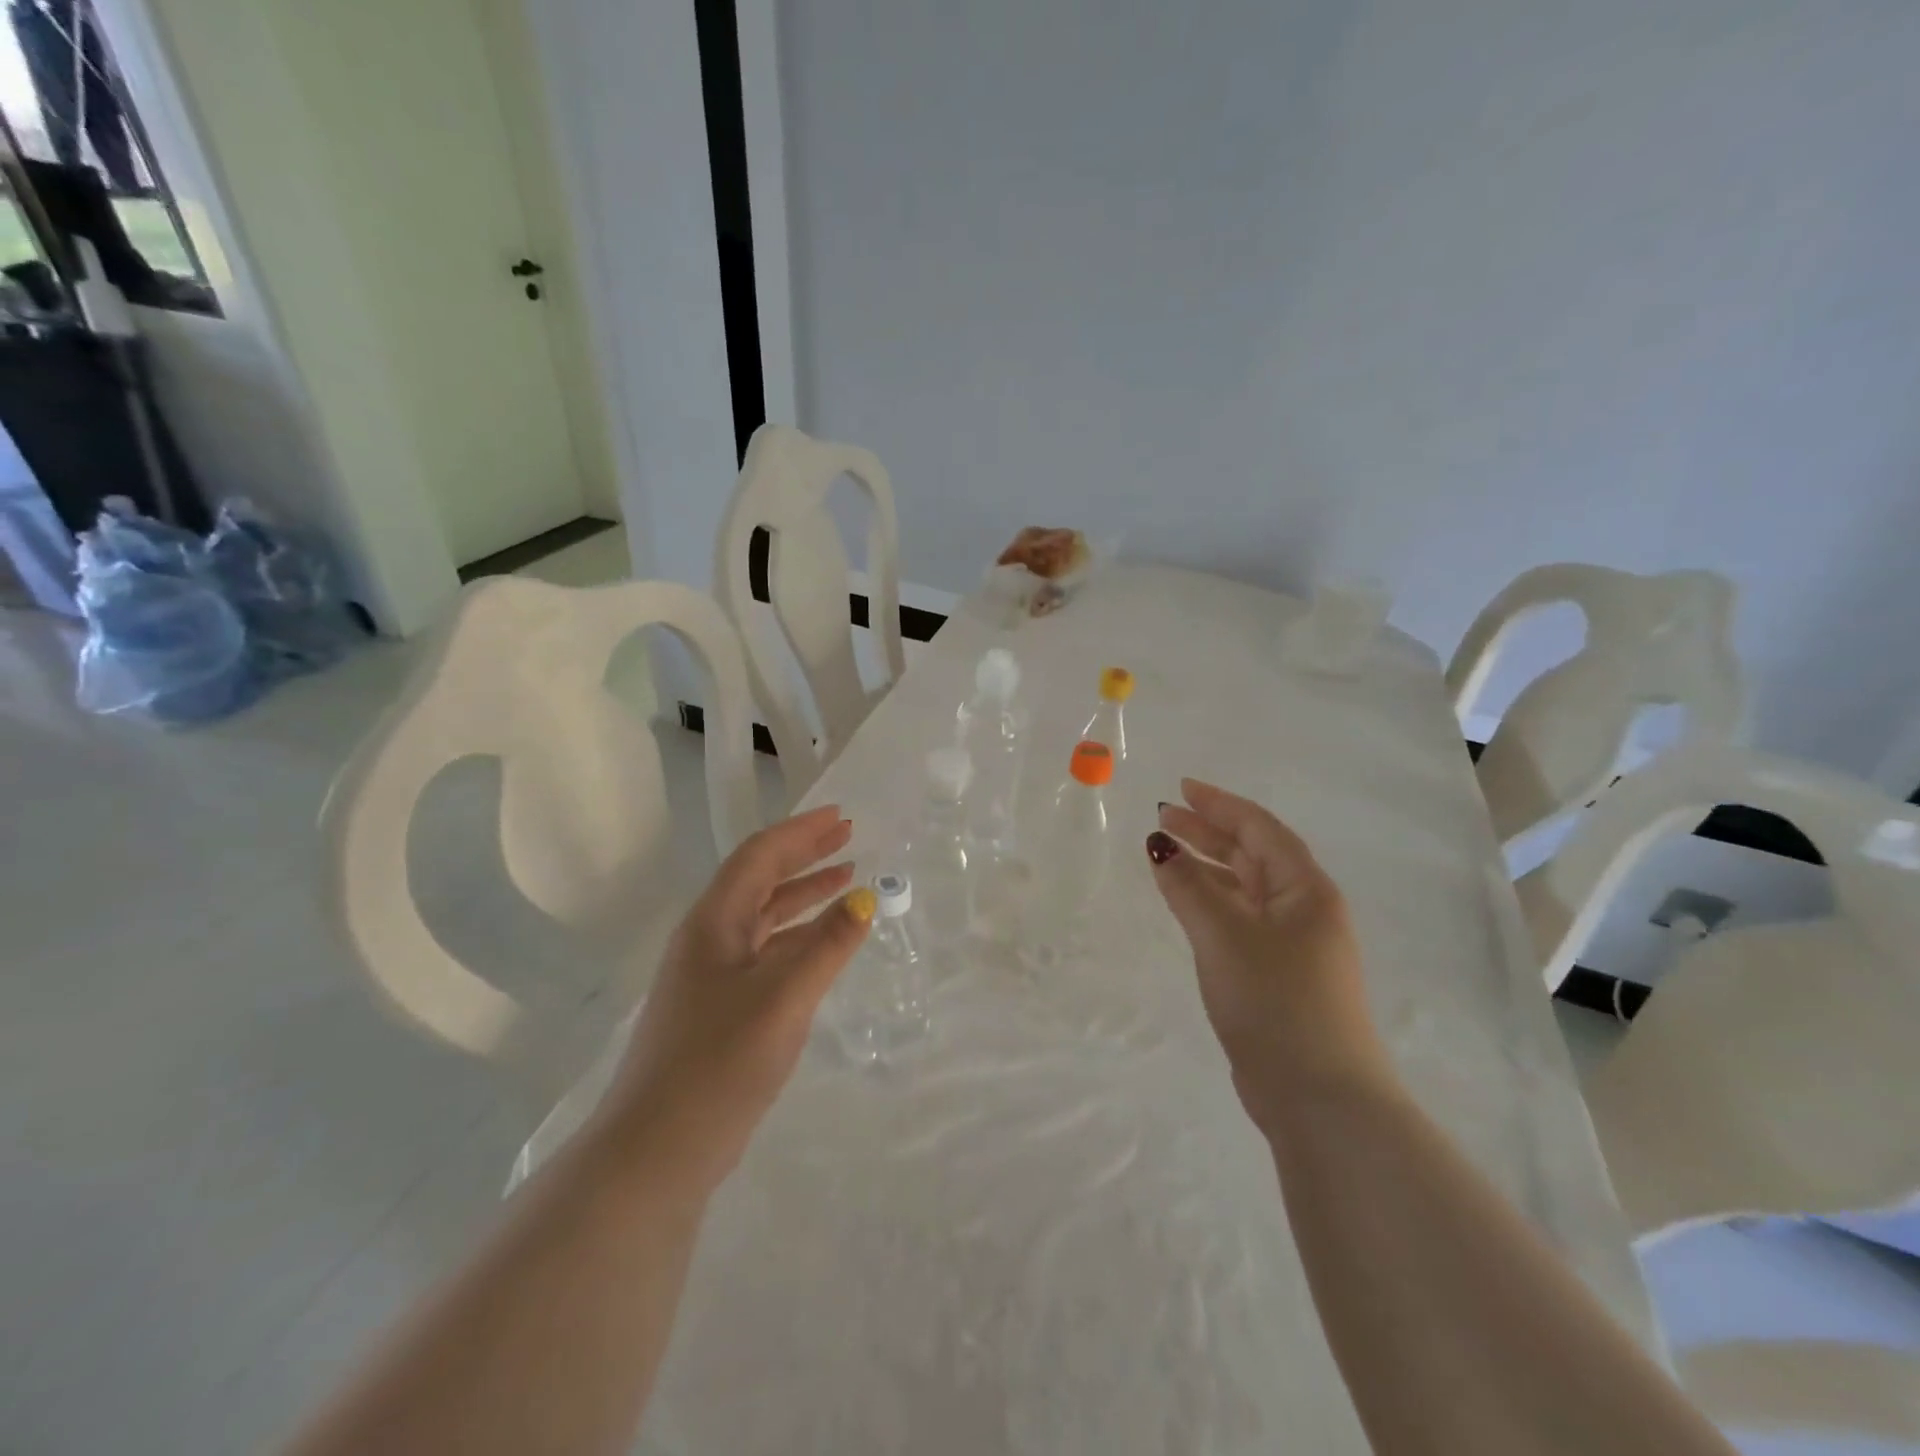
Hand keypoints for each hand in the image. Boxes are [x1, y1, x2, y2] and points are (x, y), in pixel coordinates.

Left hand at [602, 805, 874, 1192]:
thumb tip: (865, 900)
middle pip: (761, 879)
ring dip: (804, 894)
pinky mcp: (720, 1008)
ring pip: (765, 917)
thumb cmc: (719, 1062)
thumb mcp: (783, 997)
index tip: (842, 816)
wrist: (657, 1150)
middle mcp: (708, 938)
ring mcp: (711, 975)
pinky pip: (767, 952)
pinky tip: (824, 942)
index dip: (801, 832)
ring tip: (847, 878)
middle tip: (849, 836)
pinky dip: (799, 936)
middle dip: (805, 855)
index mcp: (714, 922)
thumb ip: (827, 946)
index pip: (760, 856)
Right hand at [1148, 780, 1393, 1136]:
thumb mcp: (1224, 936)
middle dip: (1208, 832)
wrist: (1319, 1098)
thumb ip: (1188, 888)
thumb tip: (1158, 846)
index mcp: (1306, 890)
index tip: (1180, 788)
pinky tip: (1187, 904)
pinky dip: (1211, 902)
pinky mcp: (1278, 975)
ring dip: (1208, 866)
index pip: (1259, 828)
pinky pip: (1240, 919)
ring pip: (1246, 888)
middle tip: (1163, 817)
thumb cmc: (1276, 1002)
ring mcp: (1294, 945)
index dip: (1219, 804)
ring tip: (1166, 853)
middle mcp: (1305, 910)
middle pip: (1253, 854)